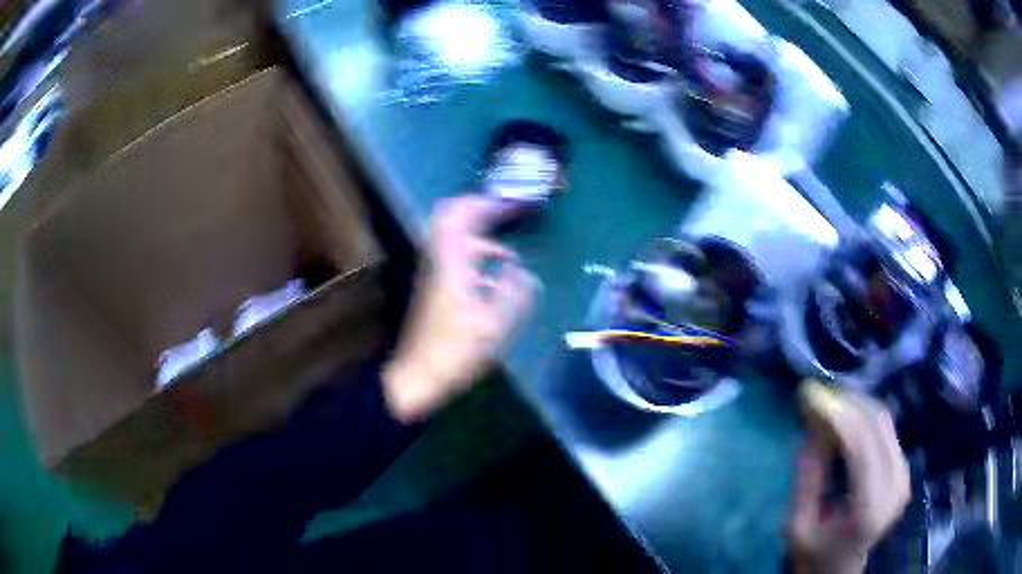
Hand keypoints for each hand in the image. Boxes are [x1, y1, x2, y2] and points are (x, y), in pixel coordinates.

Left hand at [383, 196, 536, 421]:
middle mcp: (441, 260)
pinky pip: (460, 256)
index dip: (484, 202)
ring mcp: (437, 273)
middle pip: (453, 218)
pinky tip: (501, 274)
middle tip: (510, 214)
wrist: (419, 375)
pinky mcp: (439, 287)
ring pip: (457, 237)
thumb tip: (527, 274)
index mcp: (452, 263)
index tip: (511, 204)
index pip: (459, 214)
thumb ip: (515, 295)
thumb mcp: (493, 326)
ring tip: (512, 248)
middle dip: (483, 210)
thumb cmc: (455, 352)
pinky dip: (481, 255)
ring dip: (484, 234)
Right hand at [787, 381, 910, 573]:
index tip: (808, 394)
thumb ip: (808, 475)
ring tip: (825, 405)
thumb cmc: (814, 554)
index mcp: (871, 506)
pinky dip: (862, 416)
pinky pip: (885, 427)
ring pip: (883, 419)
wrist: (838, 570)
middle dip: (844, 403)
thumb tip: (811, 422)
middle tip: (813, 396)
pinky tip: (843, 419)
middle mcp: (896, 483)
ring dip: (853, 406)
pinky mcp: (903, 467)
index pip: (862, 443)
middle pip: (876, 424)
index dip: (837, 413)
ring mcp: (904, 473)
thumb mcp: (798, 525)